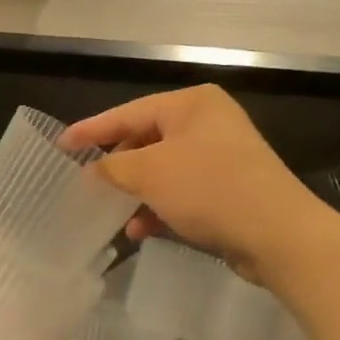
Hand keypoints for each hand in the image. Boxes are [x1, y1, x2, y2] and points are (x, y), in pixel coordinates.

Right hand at [61, 86, 327, 283]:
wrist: (279, 235)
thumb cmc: (210, 189)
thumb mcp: (150, 173)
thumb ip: (113, 167)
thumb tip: (91, 171)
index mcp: (191, 104)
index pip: (128, 112)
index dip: (91, 130)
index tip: (60, 145)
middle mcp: (207, 123)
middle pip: (145, 140)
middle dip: (117, 168)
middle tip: (86, 184)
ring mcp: (220, 156)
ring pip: (162, 170)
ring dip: (136, 193)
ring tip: (112, 213)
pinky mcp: (227, 189)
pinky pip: (181, 192)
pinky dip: (159, 208)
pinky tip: (140, 231)